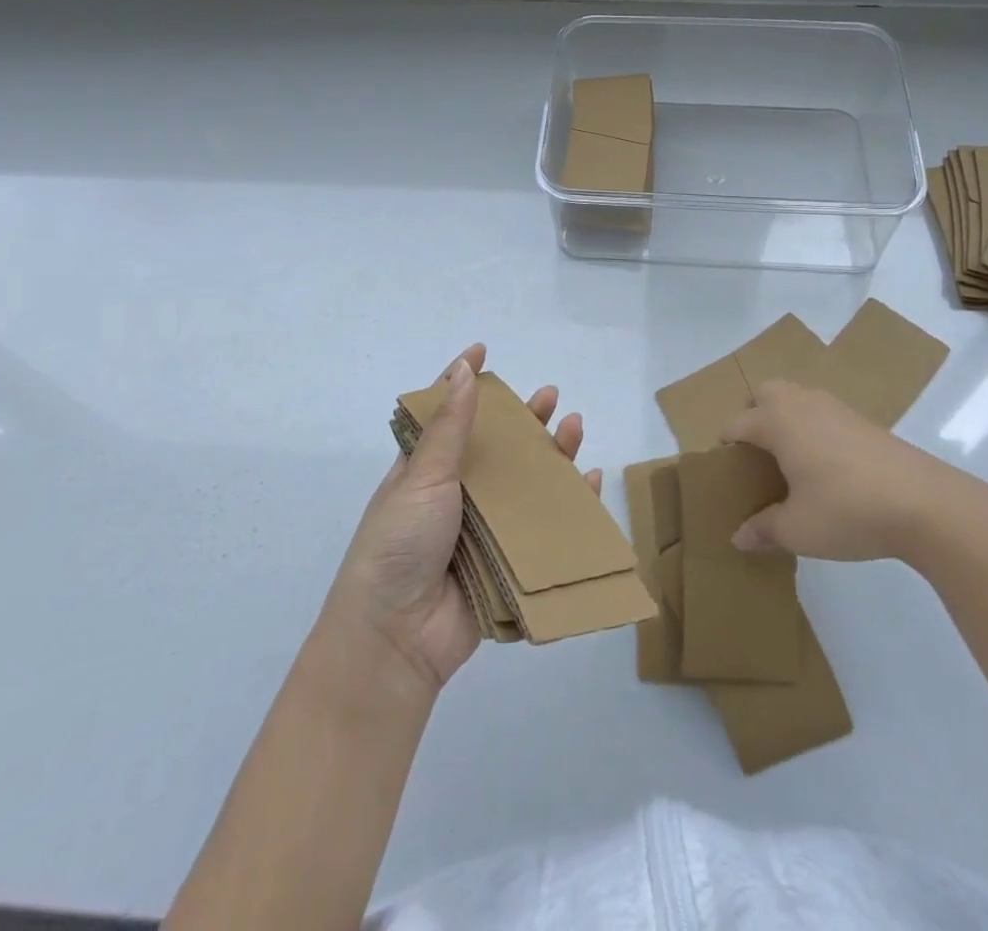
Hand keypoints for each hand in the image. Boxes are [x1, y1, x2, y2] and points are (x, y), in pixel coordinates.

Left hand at [323, 345, 593, 693]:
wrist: (396, 638)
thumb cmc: (399, 544)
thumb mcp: (422, 478)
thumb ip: (450, 427)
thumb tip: (464, 369)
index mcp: (424, 471)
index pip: (446, 414)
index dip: (463, 381)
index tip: (483, 350)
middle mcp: (454, 495)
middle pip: (495, 447)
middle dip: (523, 419)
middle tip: (550, 396)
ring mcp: (482, 529)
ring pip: (524, 482)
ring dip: (551, 455)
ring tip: (575, 427)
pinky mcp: (506, 562)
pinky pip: (544, 527)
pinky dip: (570, 505)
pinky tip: (591, 481)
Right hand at [720, 380, 987, 569]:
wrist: (925, 503)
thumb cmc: (847, 510)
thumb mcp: (798, 530)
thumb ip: (764, 530)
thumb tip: (738, 537)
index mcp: (777, 422)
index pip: (736, 424)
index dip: (725, 447)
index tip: (725, 475)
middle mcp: (802, 404)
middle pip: (764, 393)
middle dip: (753, 415)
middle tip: (756, 456)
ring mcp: (836, 408)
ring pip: (797, 397)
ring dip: (785, 418)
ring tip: (789, 461)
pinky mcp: (864, 421)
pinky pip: (823, 412)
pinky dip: (813, 428)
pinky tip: (826, 467)